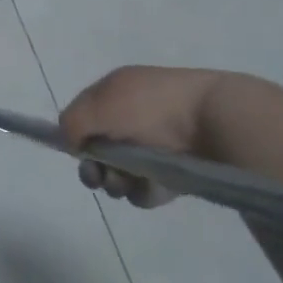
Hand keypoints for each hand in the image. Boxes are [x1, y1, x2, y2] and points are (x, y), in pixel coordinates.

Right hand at [58, 65, 237, 207]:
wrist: (212, 121)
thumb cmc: (149, 107)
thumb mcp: (100, 105)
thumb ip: (73, 122)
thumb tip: (69, 142)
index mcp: (115, 91)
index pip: (84, 114)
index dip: (75, 134)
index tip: (75, 152)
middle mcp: (132, 116)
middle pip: (99, 149)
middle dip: (94, 166)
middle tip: (98, 177)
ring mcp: (154, 145)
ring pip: (120, 173)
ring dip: (117, 182)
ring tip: (129, 182)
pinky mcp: (174, 172)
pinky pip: (147, 188)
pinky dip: (145, 191)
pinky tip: (153, 187)